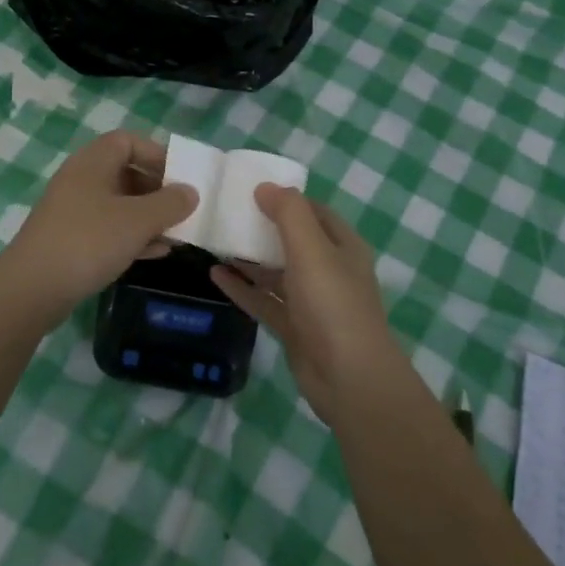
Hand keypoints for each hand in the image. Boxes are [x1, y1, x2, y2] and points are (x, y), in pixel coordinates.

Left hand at [0, 132, 196, 327]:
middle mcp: (81, 180)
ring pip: (119, 204)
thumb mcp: (137, 220)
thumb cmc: (88, 241)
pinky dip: (132, 236)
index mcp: (93, 163)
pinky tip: (156, 253)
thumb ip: (169, 203)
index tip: (180, 176)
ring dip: (148, 216)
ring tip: (176, 234)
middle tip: (182, 209)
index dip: (156, 154)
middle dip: (157, 190)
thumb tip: (190, 192)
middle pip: (125, 172)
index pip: (127, 141)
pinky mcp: (70, 240)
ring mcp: (73, 211)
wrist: (32, 289)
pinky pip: (108, 229)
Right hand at [211, 185, 403, 423]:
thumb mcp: (312, 248)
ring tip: (215, 241)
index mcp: (342, 246)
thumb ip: (289, 213)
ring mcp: (311, 301)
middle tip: (225, 213)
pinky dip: (243, 288)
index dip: (285, 198)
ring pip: (276, 271)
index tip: (250, 188)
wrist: (349, 378)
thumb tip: (264, 186)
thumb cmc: (333, 304)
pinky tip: (216, 276)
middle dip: (262, 227)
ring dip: (249, 258)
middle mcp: (329, 270)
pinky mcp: (295, 327)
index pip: (313, 211)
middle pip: (292, 240)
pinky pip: (264, 301)